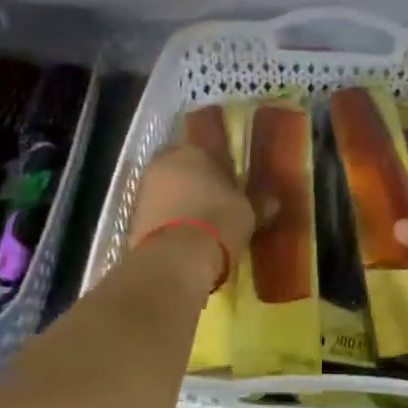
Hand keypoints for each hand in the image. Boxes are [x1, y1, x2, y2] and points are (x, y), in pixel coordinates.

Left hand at [131, 143, 256, 282]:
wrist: (175, 258)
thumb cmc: (218, 221)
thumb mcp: (247, 212)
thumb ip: (259, 203)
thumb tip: (274, 201)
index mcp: (194, 151)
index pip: (208, 149)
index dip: (220, 166)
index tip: (230, 182)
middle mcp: (165, 162)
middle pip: (184, 168)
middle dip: (196, 182)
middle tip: (214, 202)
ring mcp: (145, 189)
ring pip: (168, 189)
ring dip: (180, 201)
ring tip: (199, 223)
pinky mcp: (133, 217)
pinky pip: (157, 212)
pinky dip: (168, 220)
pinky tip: (183, 237)